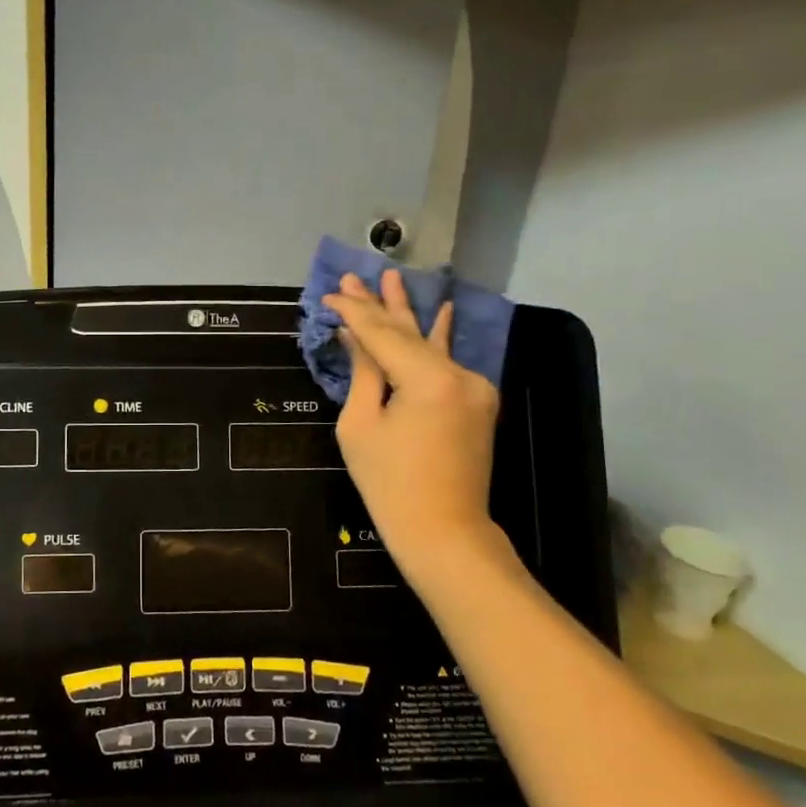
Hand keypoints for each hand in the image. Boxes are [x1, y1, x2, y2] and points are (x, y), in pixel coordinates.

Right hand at [323, 270, 514, 582]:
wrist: (444, 532)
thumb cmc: (390, 485)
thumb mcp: (361, 426)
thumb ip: (364, 372)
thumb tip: (354, 335)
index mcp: (428, 380)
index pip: (383, 334)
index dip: (354, 313)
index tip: (329, 295)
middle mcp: (458, 374)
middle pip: (409, 331)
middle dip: (379, 304)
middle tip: (355, 275)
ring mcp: (473, 386)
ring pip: (430, 343)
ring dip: (408, 314)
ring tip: (393, 278)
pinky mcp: (476, 401)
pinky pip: (447, 362)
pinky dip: (437, 338)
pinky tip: (444, 309)